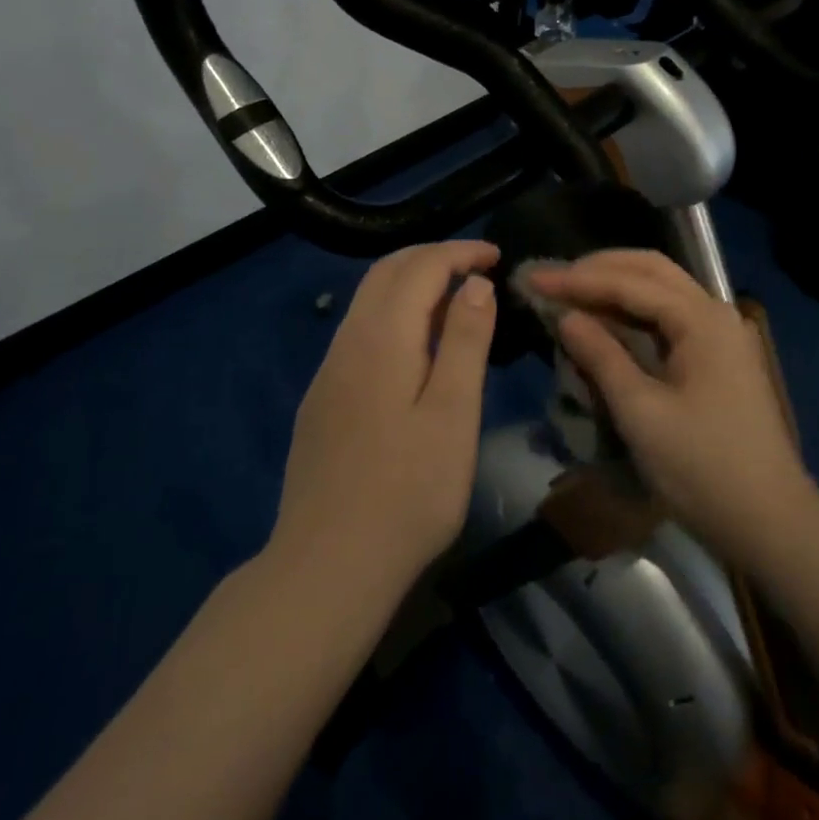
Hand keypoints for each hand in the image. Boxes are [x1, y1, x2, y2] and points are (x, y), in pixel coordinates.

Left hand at [270, 240, 498, 600]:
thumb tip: (476, 283)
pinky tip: (413, 346)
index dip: (460, 252)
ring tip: (453, 300)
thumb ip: (465, 341)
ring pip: (368, 300)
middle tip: (476, 266)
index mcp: (382, 337)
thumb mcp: (453, 413)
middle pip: (386, 271)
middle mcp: (348, 341)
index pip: (421, 267)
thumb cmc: (407, 492)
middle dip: (432, 257)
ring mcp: (329, 372)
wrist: (326, 567)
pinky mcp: (322, 400)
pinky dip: (393, 313)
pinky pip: (359, 331)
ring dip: (410, 283)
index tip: (497, 255)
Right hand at [527, 250, 818, 565]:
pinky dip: (635, 312)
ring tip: (572, 293)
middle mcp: (715, 313)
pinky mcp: (720, 358)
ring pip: (663, 291)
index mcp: (701, 320)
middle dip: (600, 269)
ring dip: (617, 286)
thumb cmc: (704, 470)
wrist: (773, 524)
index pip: (630, 282)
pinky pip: (671, 318)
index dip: (578, 279)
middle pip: (651, 270)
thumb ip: (602, 357)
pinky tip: (608, 322)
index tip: (535, 279)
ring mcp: (722, 335)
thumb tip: (566, 316)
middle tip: (554, 278)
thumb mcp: (642, 414)